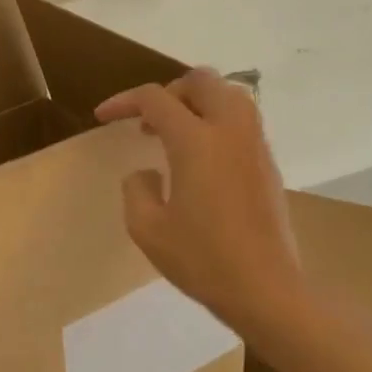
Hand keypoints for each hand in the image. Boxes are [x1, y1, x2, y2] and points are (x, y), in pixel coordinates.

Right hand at [95, 69, 307, 341]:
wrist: (266, 290)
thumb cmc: (203, 260)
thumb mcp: (147, 229)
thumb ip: (136, 189)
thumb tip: (147, 173)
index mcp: (196, 141)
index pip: (155, 99)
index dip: (123, 101)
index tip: (103, 117)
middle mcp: (229, 131)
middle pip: (200, 81)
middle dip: (168, 91)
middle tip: (148, 121)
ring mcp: (255, 145)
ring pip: (229, 94)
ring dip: (197, 102)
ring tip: (175, 133)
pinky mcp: (268, 164)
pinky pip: (242, 120)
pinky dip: (217, 121)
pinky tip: (201, 158)